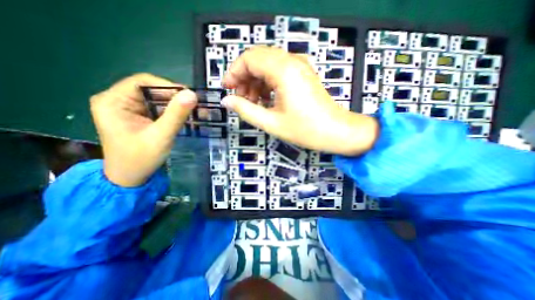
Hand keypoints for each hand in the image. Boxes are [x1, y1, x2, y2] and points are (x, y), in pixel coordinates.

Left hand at [91, 73, 196, 185]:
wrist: (131, 178)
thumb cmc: (140, 158)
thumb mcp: (160, 136)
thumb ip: (176, 115)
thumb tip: (192, 94)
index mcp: (113, 101)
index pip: (142, 81)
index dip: (168, 85)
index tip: (188, 96)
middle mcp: (118, 101)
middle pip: (151, 90)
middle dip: (174, 97)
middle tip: (194, 105)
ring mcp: (129, 109)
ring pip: (156, 99)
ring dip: (176, 104)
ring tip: (193, 111)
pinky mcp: (139, 117)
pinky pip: (158, 108)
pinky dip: (173, 111)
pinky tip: (184, 116)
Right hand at [221, 45, 379, 157]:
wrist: (335, 131)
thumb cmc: (306, 130)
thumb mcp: (271, 123)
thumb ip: (246, 110)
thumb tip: (227, 101)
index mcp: (284, 70)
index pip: (249, 58)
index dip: (233, 72)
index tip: (227, 89)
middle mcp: (292, 61)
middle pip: (257, 59)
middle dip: (244, 77)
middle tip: (240, 99)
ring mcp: (299, 66)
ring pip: (267, 64)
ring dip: (255, 81)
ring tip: (253, 102)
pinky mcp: (303, 74)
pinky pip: (278, 71)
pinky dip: (267, 83)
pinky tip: (266, 99)